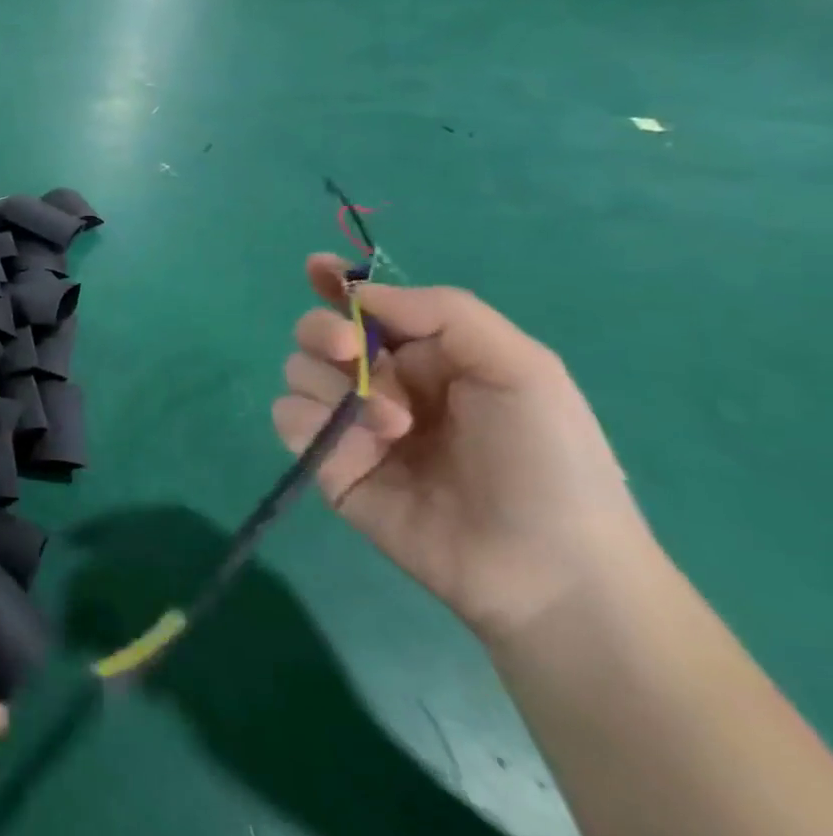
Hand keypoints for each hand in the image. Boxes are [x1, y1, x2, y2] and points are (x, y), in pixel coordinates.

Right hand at [272, 255, 652, 645]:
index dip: (334, 283)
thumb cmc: (548, 459)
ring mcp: (350, 424)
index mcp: (428, 355)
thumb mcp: (522, 367)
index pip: (365, 307)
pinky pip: (288, 418)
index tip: (313, 268)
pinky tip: (354, 448)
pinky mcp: (328, 463)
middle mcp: (382, 382)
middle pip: (316, 333)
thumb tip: (357, 295)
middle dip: (323, 331)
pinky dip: (309, 421)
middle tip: (349, 350)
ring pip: (297, 372)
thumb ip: (443, 312)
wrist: (545, 567)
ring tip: (393, 427)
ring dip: (334, 387)